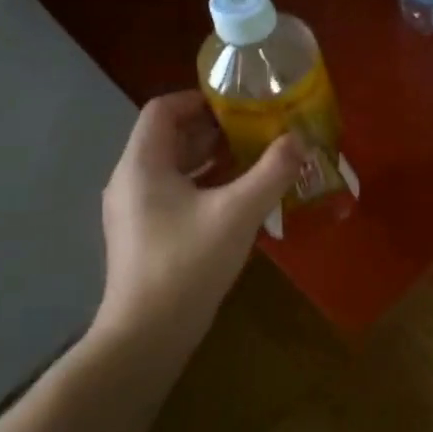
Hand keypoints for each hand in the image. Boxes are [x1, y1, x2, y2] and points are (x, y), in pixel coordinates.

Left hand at [91, 92, 301, 360]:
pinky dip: (205, 184)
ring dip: (212, 158)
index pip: (163, 109)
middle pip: (170, 137)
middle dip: (214, 129)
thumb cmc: (188, 263)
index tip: (240, 104)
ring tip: (255, 158)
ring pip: (174, 167)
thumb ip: (272, 172)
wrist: (148, 333)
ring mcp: (135, 210)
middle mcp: (131, 180)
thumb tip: (301, 139)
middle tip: (257, 129)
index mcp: (142, 164)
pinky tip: (238, 198)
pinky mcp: (145, 234)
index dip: (200, 99)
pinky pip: (175, 193)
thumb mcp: (239, 212)